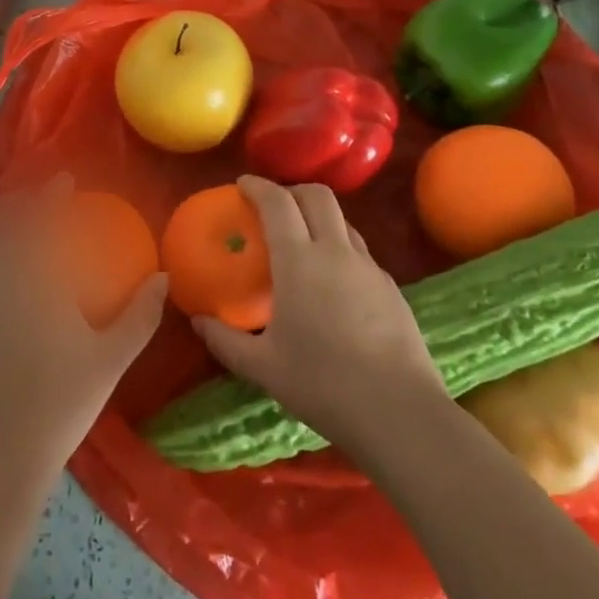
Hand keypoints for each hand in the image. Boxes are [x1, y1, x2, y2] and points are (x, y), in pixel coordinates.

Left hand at [0, 177, 167, 494]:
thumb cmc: (59, 404)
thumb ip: (141, 314)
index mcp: (35, 282)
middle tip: (40, 195)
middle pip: (3, 222)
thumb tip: (163, 276)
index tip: (65, 181)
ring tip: (16, 216)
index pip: (40, 222)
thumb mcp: (111, 360)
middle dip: (21, 200)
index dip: (51, 196)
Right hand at [192, 176, 450, 464]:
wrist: (400, 413)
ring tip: (302, 241)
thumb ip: (224, 340)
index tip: (242, 185)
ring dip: (319, 217)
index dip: (258, 186)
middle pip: (317, 196)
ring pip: (343, 221)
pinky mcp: (392, 288)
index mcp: (299, 261)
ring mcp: (369, 268)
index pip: (278, 202)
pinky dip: (340, 248)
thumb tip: (198, 320)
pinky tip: (333, 283)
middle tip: (273, 206)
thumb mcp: (262, 367)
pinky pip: (360, 251)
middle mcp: (336, 252)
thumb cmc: (322, 385)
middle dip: (292, 191)